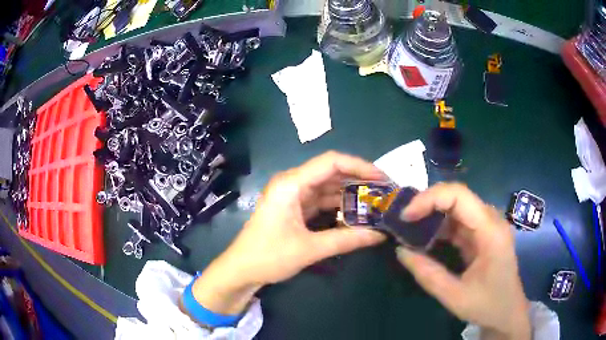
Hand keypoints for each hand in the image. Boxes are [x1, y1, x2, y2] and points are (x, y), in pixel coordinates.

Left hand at [190, 151, 386, 314]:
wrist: (241, 270)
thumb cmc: (268, 256)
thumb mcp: (310, 249)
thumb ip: (347, 240)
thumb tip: (380, 235)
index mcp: (291, 183)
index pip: (331, 162)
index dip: (360, 166)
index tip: (383, 179)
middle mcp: (292, 183)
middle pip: (332, 173)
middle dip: (359, 181)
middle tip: (384, 193)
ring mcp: (293, 196)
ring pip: (328, 188)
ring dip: (350, 195)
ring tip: (376, 204)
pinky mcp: (294, 208)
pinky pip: (321, 201)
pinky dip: (339, 207)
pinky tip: (356, 215)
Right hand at [396, 183, 530, 339]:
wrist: (508, 313)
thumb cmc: (487, 305)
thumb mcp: (454, 296)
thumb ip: (427, 274)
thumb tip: (401, 250)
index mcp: (490, 231)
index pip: (459, 195)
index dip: (429, 199)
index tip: (406, 217)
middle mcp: (491, 220)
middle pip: (457, 196)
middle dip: (427, 204)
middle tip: (403, 221)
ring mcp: (488, 226)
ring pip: (456, 207)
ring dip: (432, 215)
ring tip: (409, 229)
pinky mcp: (483, 234)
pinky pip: (459, 222)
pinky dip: (440, 227)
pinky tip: (426, 238)